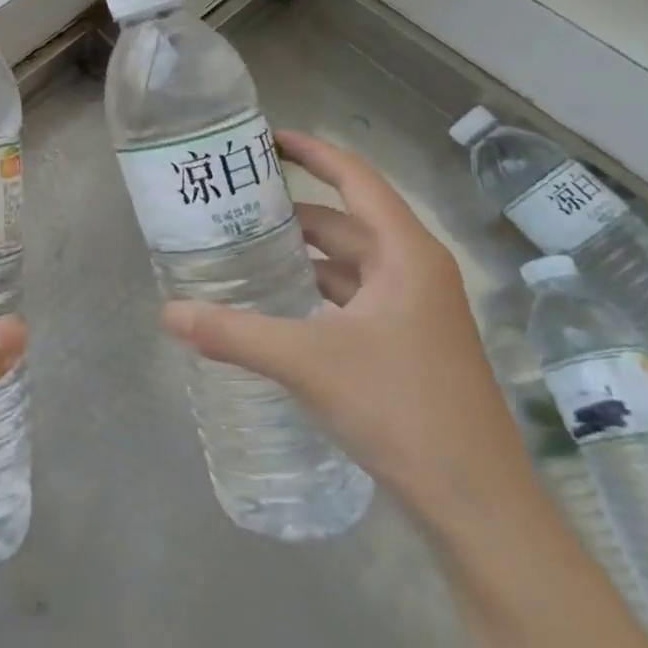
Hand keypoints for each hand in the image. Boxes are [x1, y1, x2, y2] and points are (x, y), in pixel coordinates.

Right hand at [161, 129, 527, 524]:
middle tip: (233, 203)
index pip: (355, 179)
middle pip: (344, 221)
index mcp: (405, 254)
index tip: (266, 139)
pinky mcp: (409, 343)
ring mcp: (415, 310)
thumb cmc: (403, 412)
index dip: (313, 152)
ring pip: (348, 263)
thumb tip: (168, 313)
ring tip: (244, 248)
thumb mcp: (309, 364)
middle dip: (291, 211)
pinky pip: (353, 296)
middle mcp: (414, 271)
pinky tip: (278, 303)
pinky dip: (315, 289)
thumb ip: (234, 334)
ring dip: (302, 254)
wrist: (479, 507)